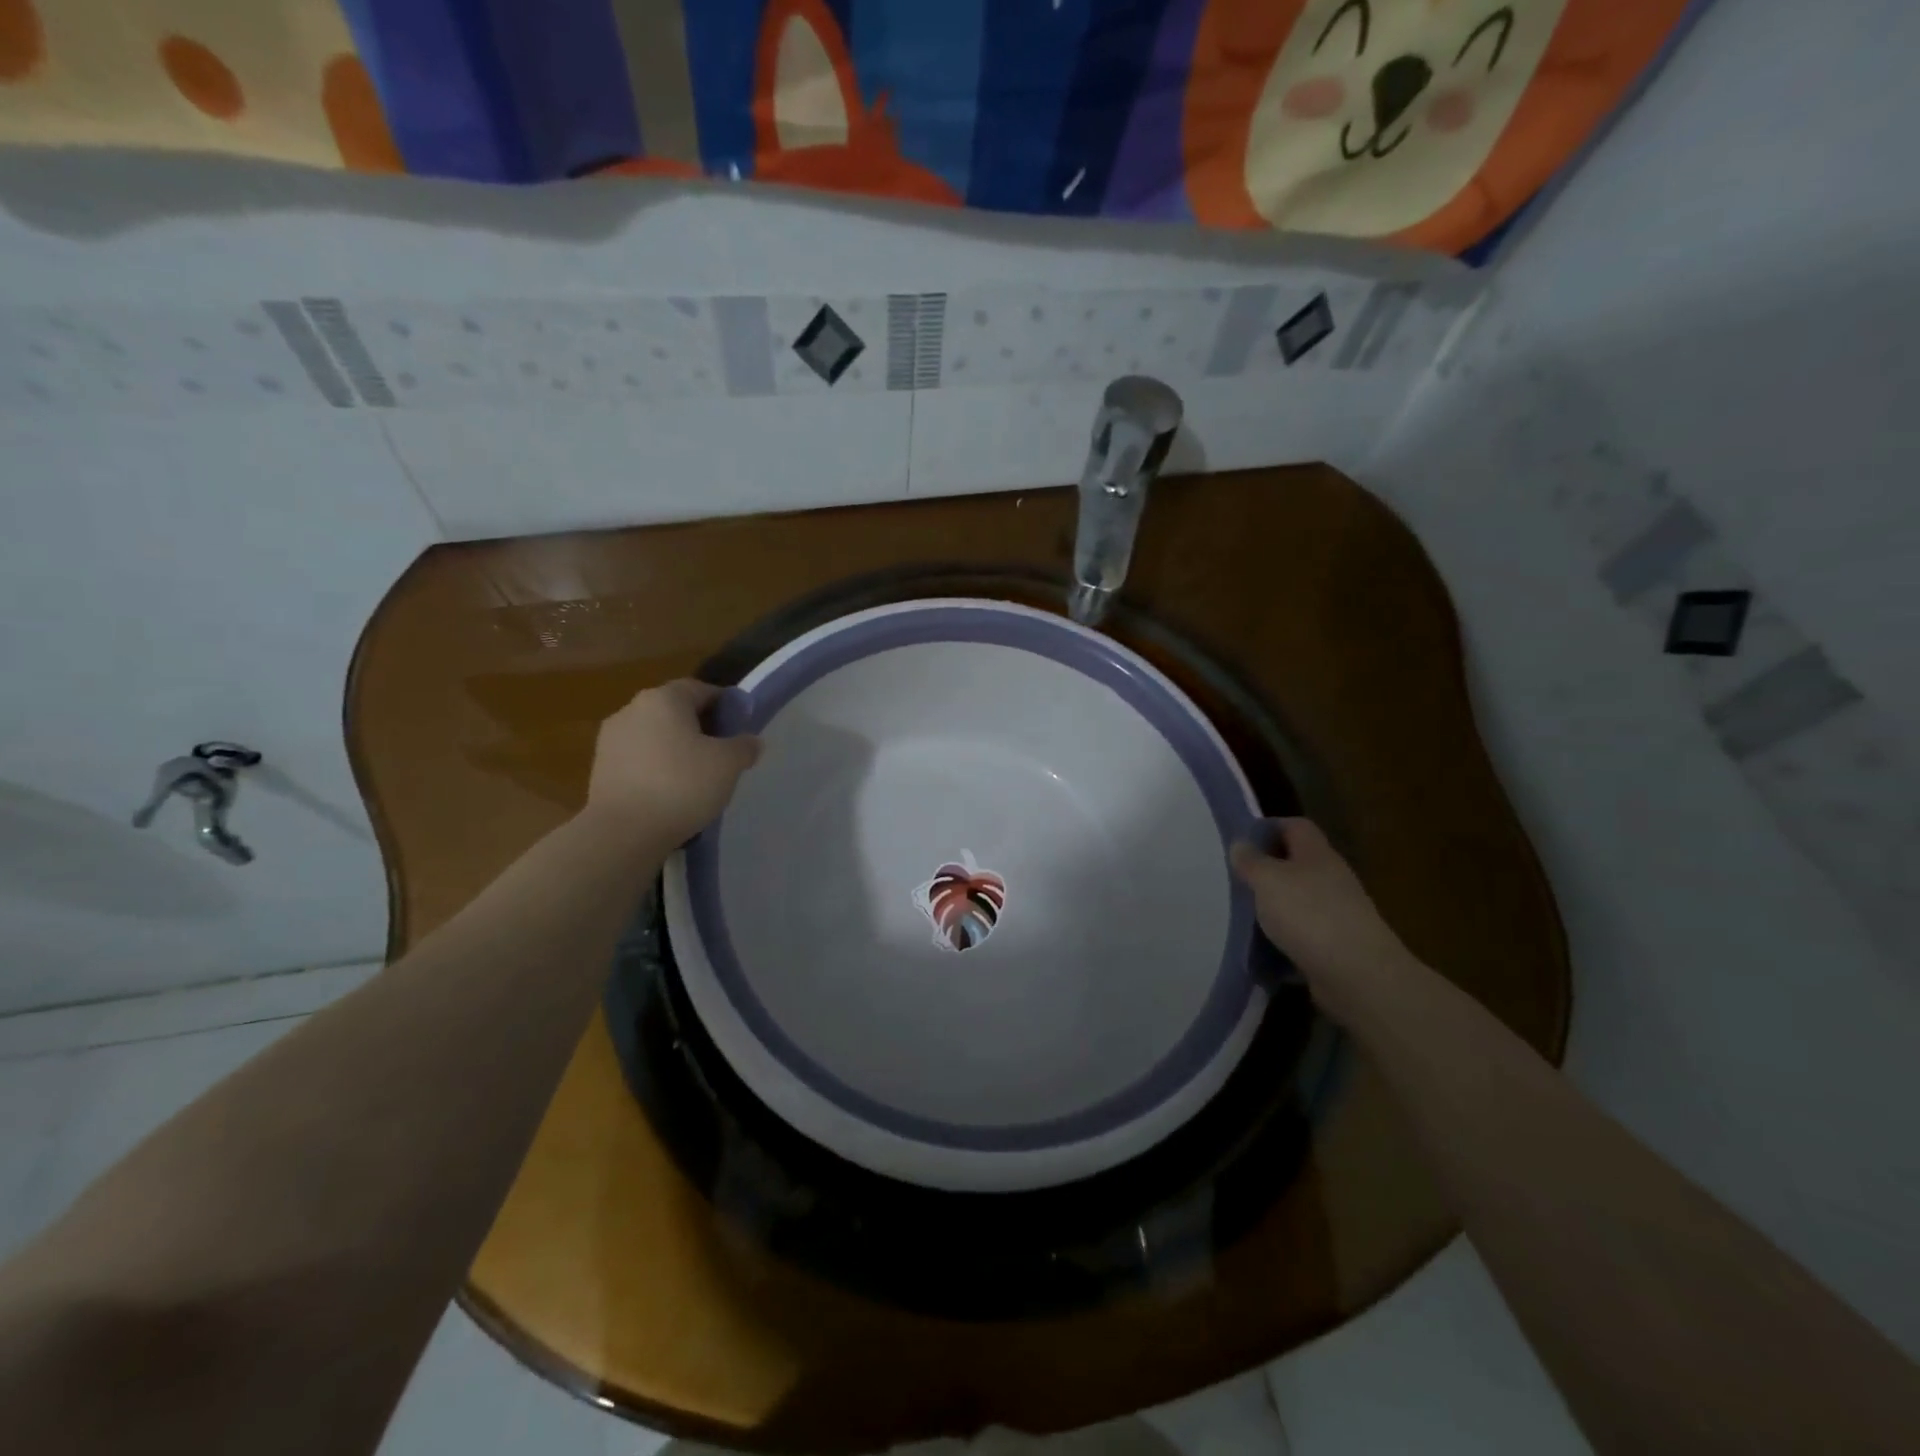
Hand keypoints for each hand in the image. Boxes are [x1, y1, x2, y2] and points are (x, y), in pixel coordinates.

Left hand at [584, 680, 760, 845]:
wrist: (623, 833)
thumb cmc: (682, 785)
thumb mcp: (729, 764)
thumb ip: (744, 746)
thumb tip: (749, 741)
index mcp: (664, 698)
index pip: (702, 689)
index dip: (726, 706)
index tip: (741, 728)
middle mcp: (633, 709)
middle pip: (676, 712)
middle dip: (701, 729)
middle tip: (723, 755)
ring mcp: (611, 739)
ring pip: (656, 737)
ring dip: (677, 750)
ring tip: (698, 780)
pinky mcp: (601, 769)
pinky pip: (640, 760)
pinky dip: (657, 770)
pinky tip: (671, 795)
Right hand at [1230, 818, 1418, 1023]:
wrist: (1358, 976)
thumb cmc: (1309, 915)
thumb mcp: (1268, 880)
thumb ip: (1251, 861)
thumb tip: (1241, 844)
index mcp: (1317, 854)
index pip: (1295, 826)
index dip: (1268, 828)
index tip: (1241, 843)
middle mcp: (1330, 879)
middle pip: (1296, 863)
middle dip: (1266, 871)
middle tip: (1235, 881)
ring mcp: (1336, 913)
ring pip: (1298, 900)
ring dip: (1273, 907)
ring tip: (1242, 915)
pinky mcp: (1335, 945)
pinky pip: (1302, 934)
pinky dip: (1283, 939)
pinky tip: (1262, 948)